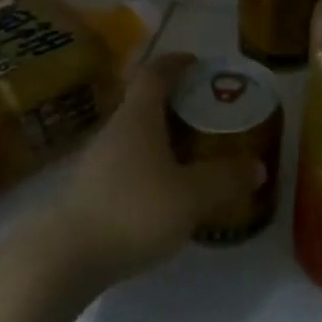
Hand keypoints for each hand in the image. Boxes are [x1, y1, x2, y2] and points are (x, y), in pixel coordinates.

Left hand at [53, 51, 265, 280]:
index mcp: (138, 118)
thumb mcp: (191, 196)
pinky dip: (151, 166)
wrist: (65, 259)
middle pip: (146, 103)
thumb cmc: (133, 211)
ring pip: (136, 136)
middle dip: (177, 103)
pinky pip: (128, 164)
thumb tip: (256, 166)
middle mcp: (115, 131)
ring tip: (194, 153)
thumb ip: (225, 179)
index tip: (199, 63)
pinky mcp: (91, 192)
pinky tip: (168, 191)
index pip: (155, 74)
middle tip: (209, 113)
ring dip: (164, 137)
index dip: (177, 63)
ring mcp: (98, 162)